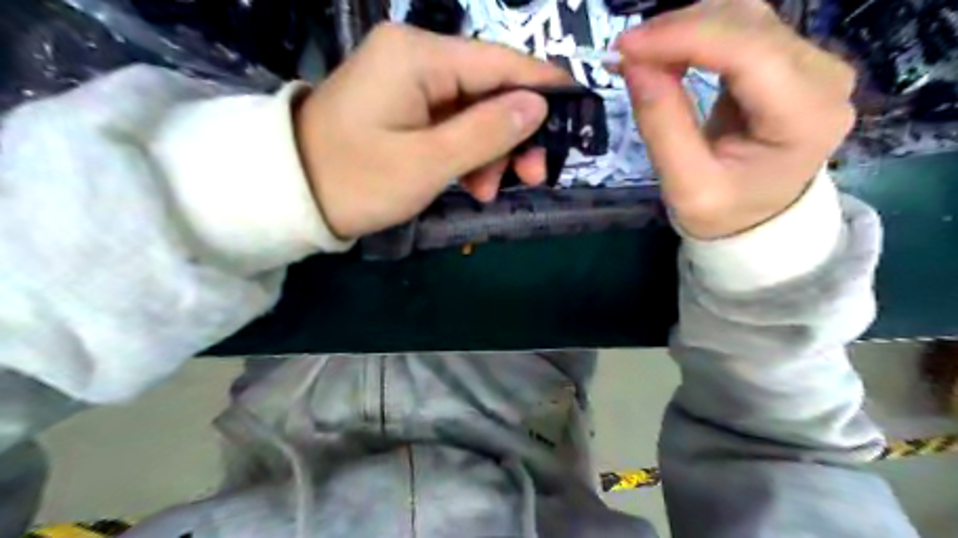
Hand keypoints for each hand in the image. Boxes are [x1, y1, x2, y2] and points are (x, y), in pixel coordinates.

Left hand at [295, 23, 570, 237]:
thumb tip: (539, 105)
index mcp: (418, 56)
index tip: (577, 110)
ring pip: (474, 111)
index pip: (500, 62)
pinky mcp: (405, 105)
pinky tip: (471, 184)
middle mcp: (416, 56)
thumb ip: (487, 132)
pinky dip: (467, 154)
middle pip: (490, 89)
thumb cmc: (356, 180)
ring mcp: (409, 81)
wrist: (292, 195)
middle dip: (513, 135)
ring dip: (490, 152)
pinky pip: (452, 123)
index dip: (543, 86)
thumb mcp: (428, 163)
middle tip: (532, 177)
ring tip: (487, 192)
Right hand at [617, 0, 856, 240]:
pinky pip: (739, 30)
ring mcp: (812, 61)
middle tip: (625, 53)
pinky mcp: (790, 59)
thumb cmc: (726, 211)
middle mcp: (823, 75)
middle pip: (747, 23)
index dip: (683, 38)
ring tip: (640, 56)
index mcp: (805, 117)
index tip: (626, 46)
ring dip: (684, 29)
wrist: (759, 219)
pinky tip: (665, 54)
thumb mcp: (686, 185)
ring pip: (742, 17)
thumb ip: (662, 125)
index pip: (749, 52)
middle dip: (678, 29)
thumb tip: (633, 63)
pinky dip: (694, 36)